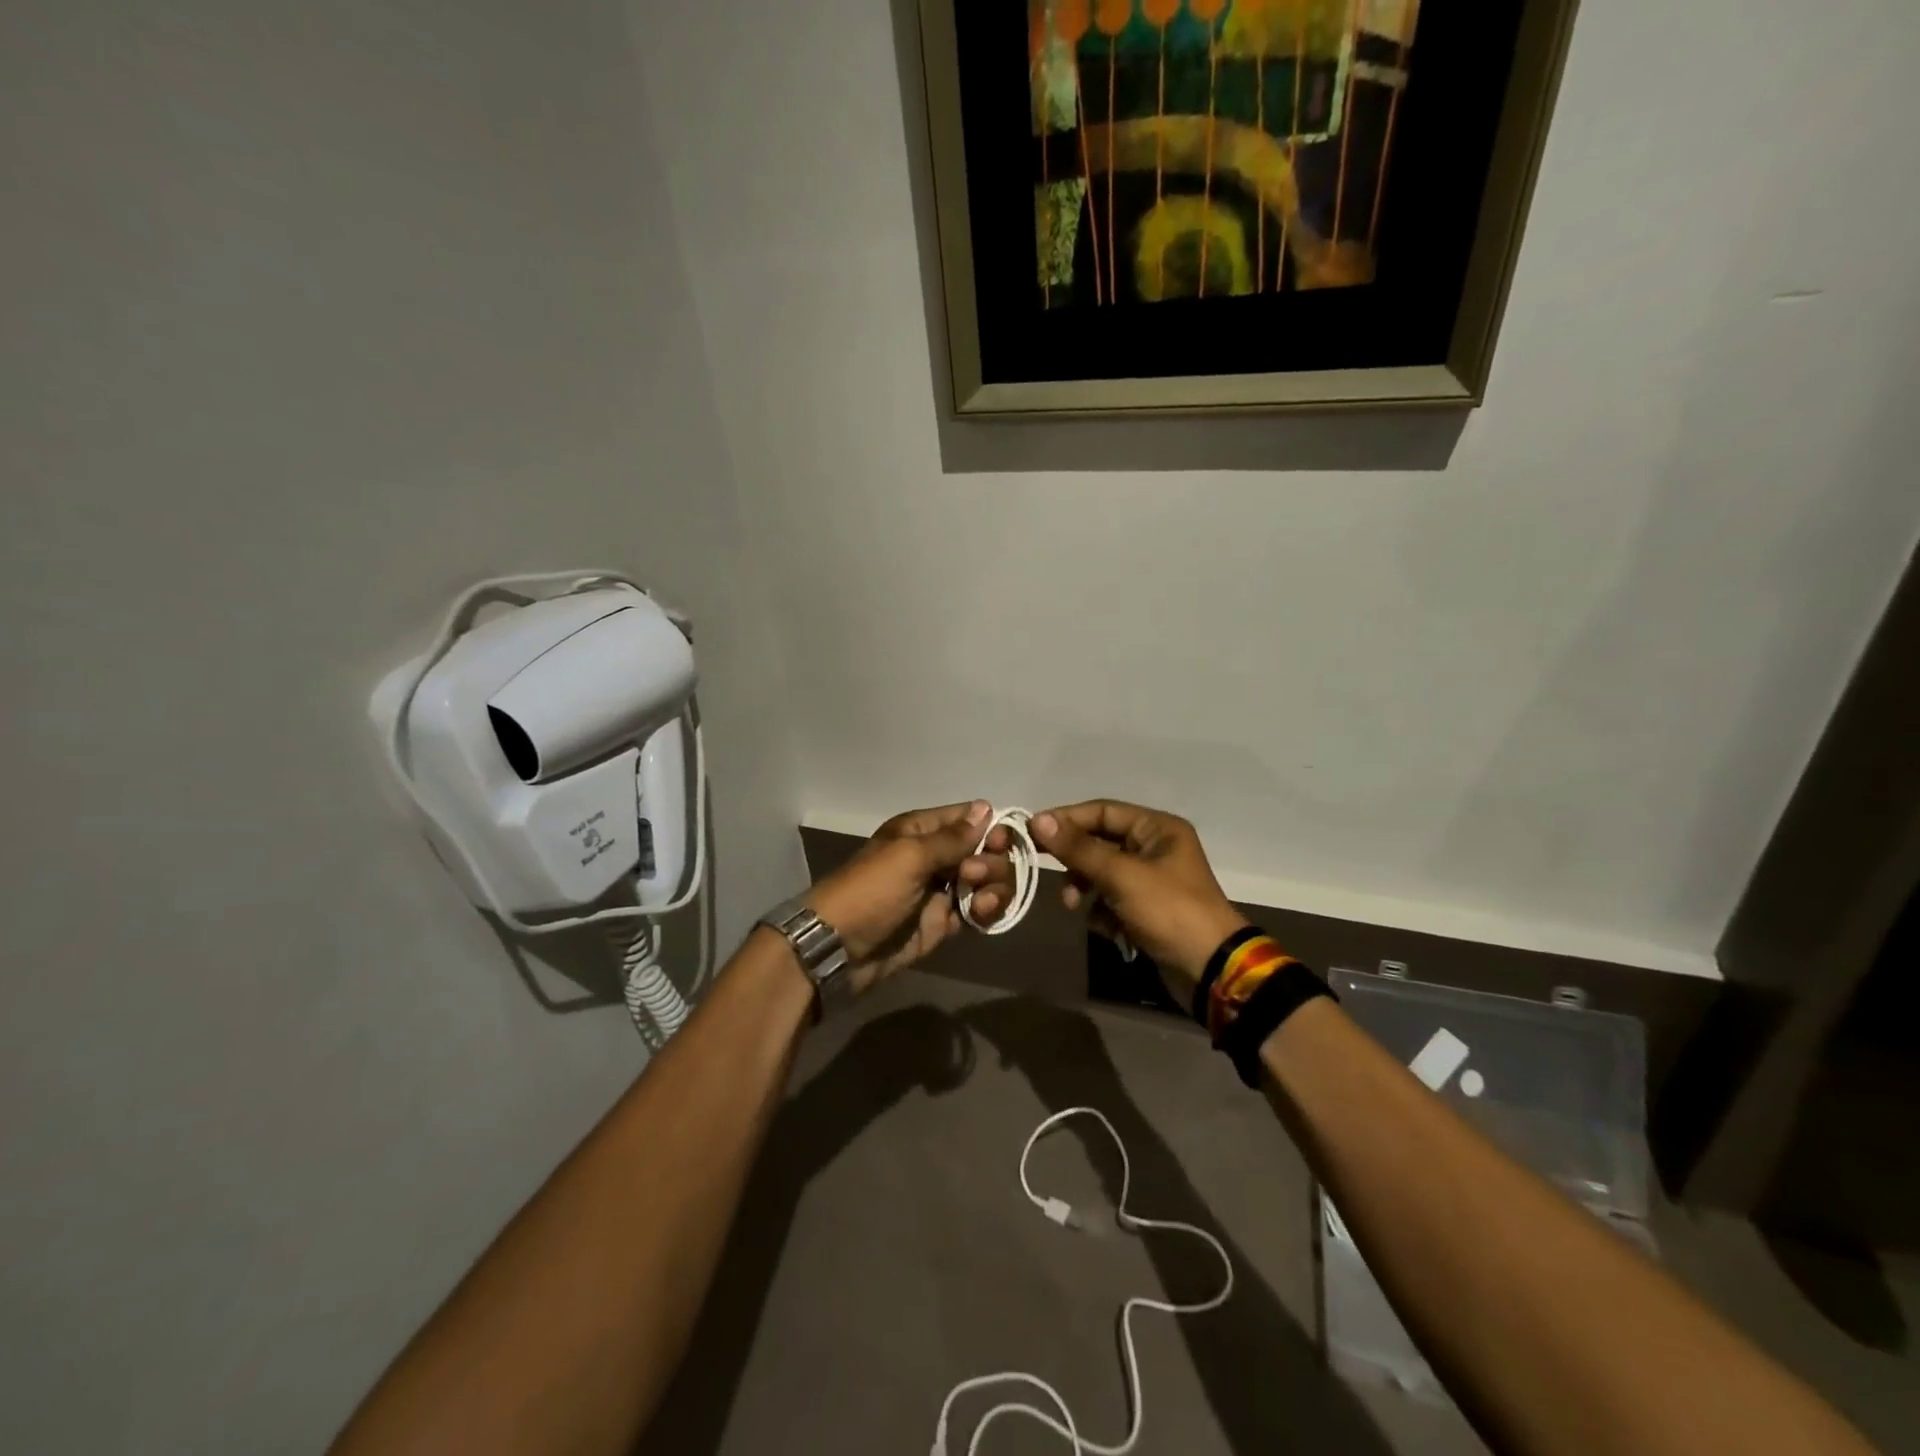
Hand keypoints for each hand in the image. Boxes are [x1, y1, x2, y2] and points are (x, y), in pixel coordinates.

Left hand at [805, 801, 1013, 994]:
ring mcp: (940, 891)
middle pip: (983, 850)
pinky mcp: (943, 922)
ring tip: (981, 903)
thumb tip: (986, 808)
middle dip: (990, 861)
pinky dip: (986, 911)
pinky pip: (977, 911)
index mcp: (921, 831)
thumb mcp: (910, 856)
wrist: (839, 949)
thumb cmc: (872, 891)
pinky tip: (982, 915)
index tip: (999, 842)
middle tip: (973, 876)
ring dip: (994, 887)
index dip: (990, 827)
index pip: (968, 818)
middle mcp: (934, 857)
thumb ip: (952, 837)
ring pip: (985, 881)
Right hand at [1029, 801, 1248, 999]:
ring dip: (1085, 888)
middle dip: (1075, 861)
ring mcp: (1151, 880)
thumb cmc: (1168, 911)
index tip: (1031, 830)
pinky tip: (1106, 928)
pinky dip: (1102, 911)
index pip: (1102, 811)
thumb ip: (1078, 848)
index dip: (1066, 819)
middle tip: (1044, 868)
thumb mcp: (1120, 876)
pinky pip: (1111, 899)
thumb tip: (1038, 820)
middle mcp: (1154, 847)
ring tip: (1073, 905)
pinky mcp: (1146, 909)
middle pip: (1099, 842)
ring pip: (1101, 873)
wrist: (1209, 970)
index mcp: (1157, 828)